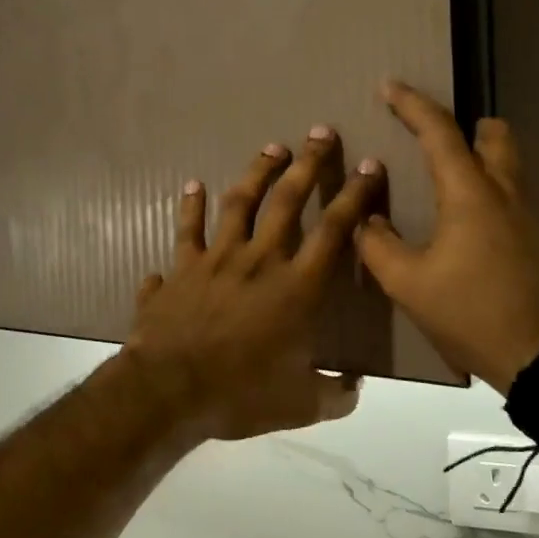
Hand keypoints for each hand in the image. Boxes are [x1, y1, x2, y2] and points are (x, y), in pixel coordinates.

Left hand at [126, 127, 386, 441]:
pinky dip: (190, 207)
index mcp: (296, 288)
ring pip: (239, 204)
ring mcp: (216, 259)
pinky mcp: (182, 268)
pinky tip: (192, 186)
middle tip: (320, 132)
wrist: (169, 391)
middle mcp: (259, 261)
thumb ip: (334, 394)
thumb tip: (355, 388)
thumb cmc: (240, 394)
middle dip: (308, 164)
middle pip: (287, 201)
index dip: (355, 196)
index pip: (334, 231)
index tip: (369, 166)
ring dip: (257, 173)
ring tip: (272, 148)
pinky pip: (186, 230)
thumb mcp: (300, 404)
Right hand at [355, 83, 538, 393]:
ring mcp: (522, 216)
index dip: (412, 105)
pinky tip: (460, 214)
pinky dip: (484, 183)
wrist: (534, 355)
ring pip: (506, 163)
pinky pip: (506, 191)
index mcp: (468, 193)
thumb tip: (367, 221)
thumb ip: (378, 244)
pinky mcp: (529, 239)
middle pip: (494, 136)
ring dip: (479, 152)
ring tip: (444, 171)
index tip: (390, 86)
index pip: (439, 133)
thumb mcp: (406, 282)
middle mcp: (501, 193)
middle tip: (431, 132)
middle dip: (464, 124)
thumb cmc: (468, 311)